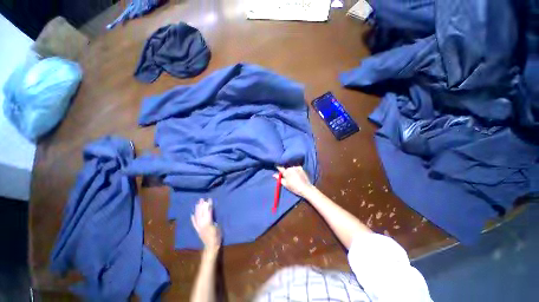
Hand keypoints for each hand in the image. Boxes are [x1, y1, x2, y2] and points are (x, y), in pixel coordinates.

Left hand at [191, 199, 220, 252]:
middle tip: (202, 199)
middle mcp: (201, 223)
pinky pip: (194, 222)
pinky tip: (192, 213)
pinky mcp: (197, 229)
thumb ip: (214, 219)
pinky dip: (192, 218)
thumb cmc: (217, 235)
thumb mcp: (218, 226)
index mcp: (208, 222)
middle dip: (201, 205)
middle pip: (201, 213)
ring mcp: (198, 227)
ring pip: (197, 216)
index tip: (209, 199)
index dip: (208, 205)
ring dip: (197, 209)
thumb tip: (211, 212)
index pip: (208, 211)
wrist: (211, 246)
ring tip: (197, 203)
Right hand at [274, 166, 314, 197]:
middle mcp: (290, 168)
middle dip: (284, 168)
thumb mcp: (285, 184)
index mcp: (286, 172)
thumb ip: (279, 179)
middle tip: (285, 171)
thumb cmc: (294, 187)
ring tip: (290, 171)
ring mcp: (296, 167)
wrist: (305, 188)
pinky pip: (296, 166)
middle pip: (285, 166)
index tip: (276, 165)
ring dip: (290, 167)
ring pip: (291, 166)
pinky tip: (295, 171)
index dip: (277, 166)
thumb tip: (273, 175)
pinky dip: (295, 167)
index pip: (280, 167)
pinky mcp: (301, 168)